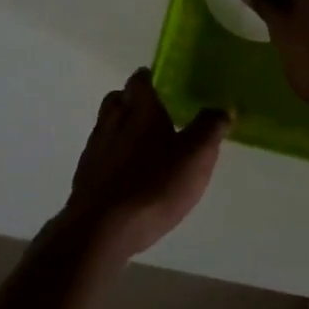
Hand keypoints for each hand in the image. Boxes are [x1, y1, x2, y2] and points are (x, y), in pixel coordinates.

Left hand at [63, 68, 229, 260]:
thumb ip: (210, 128)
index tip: (164, 85)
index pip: (140, 80)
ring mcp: (94, 149)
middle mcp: (112, 120)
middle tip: (155, 114)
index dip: (150, 79)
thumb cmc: (154, 184)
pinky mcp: (84, 176)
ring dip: (122, 130)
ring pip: (107, 127)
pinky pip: (100, 156)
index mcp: (139, 108)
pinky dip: (113, 158)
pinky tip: (128, 177)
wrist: (101, 229)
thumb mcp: (196, 156)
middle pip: (118, 99)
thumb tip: (224, 107)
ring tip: (144, 148)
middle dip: (133, 102)